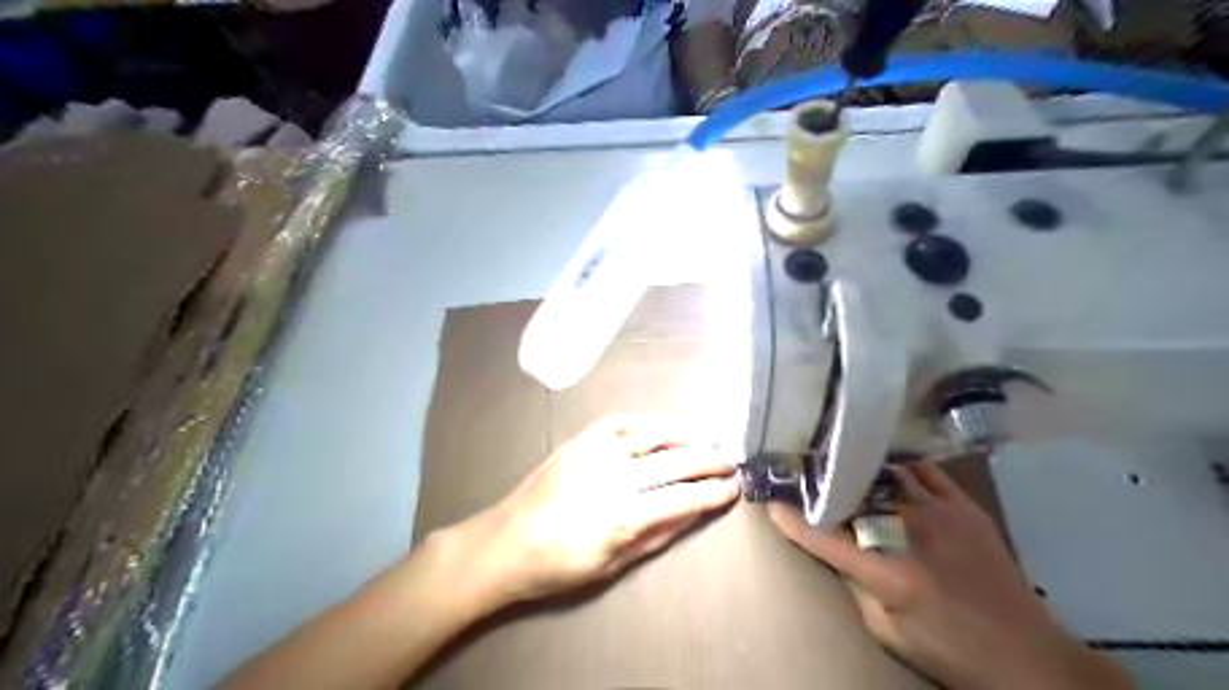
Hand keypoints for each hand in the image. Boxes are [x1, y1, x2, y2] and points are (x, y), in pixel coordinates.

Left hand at [451, 418, 737, 611]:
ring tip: (706, 439)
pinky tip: (662, 428)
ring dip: (685, 433)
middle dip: (709, 460)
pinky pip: (620, 422)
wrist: (504, 543)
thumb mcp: (612, 565)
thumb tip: (693, 512)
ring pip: (651, 433)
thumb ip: (656, 536)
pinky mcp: (578, 440)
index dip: (713, 492)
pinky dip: (647, 423)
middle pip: (675, 460)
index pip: (683, 497)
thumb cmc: (558, 567)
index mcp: (622, 515)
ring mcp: (594, 452)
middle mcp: (613, 476)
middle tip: (731, 461)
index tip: (735, 488)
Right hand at [766, 459, 1131, 689]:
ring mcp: (941, 513)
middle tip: (804, 477)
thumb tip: (837, 551)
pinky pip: (926, 472)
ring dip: (862, 473)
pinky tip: (891, 469)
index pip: (824, 538)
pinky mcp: (965, 507)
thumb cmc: (949, 649)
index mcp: (888, 572)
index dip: (791, 520)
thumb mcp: (888, 631)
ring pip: (887, 475)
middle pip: (854, 497)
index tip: (770, 503)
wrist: (1027, 654)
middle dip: (824, 487)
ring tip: (843, 467)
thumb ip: (856, 585)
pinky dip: (903, 468)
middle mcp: (910, 532)